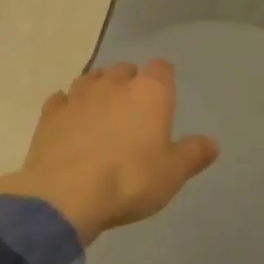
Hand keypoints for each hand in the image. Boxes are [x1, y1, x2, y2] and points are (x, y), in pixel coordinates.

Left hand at [0, 61, 218, 245]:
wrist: (66, 195)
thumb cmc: (129, 181)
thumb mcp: (172, 175)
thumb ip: (193, 155)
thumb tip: (212, 143)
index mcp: (149, 93)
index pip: (161, 68)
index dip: (163, 79)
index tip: (164, 97)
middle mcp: (113, 84)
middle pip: (124, 70)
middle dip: (129, 84)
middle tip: (133, 112)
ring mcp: (78, 95)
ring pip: (91, 79)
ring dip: (98, 91)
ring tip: (101, 114)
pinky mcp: (50, 113)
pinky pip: (62, 100)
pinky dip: (68, 107)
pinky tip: (70, 122)